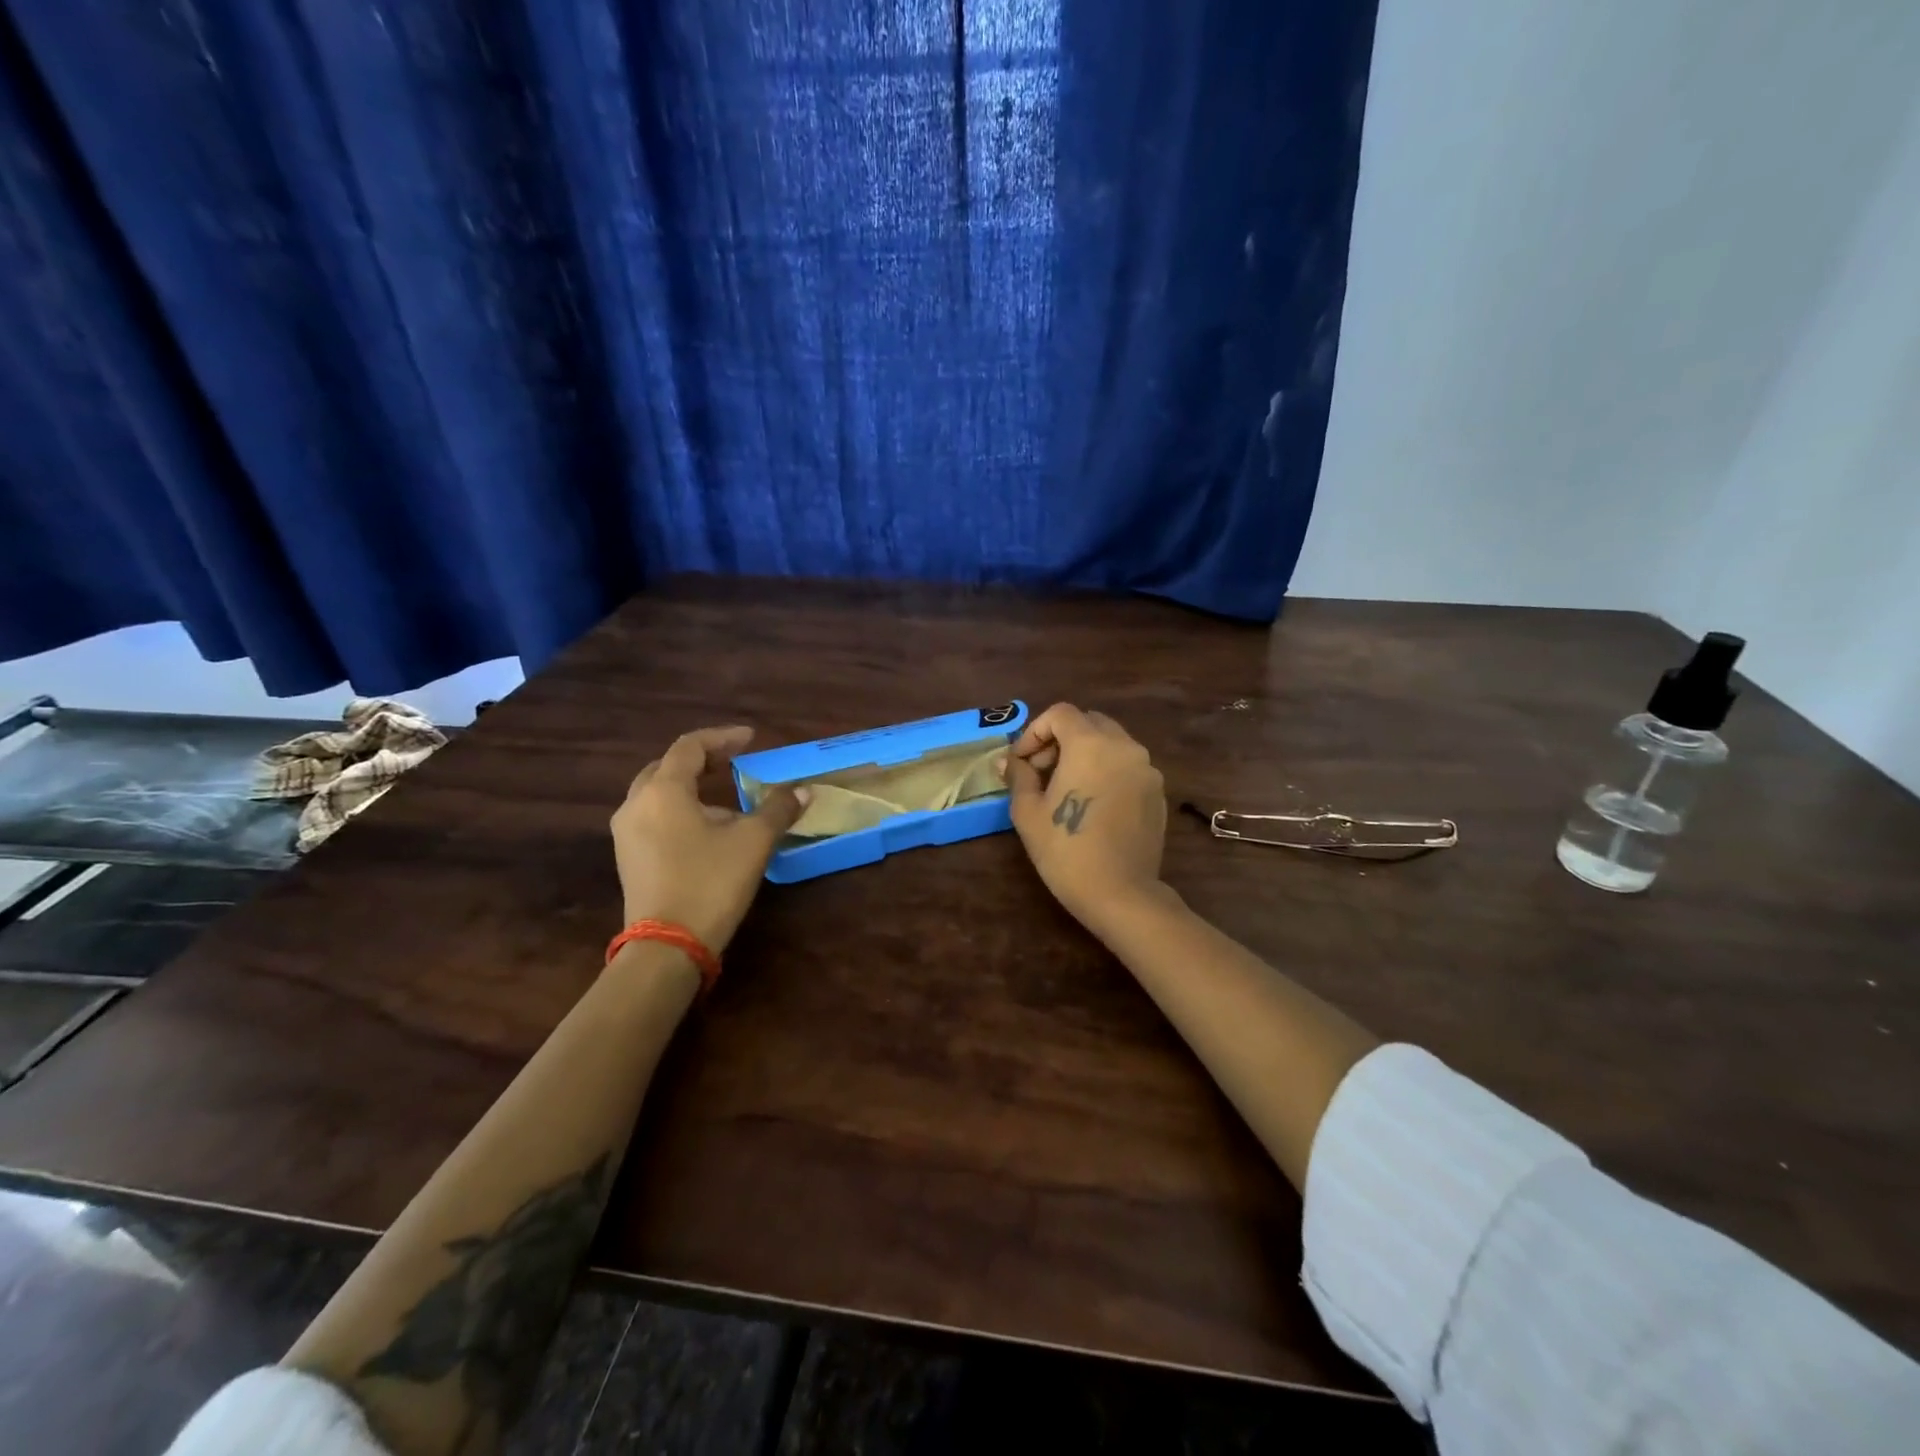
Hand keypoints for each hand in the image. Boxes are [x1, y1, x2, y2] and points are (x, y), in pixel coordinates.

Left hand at [610, 727, 807, 952]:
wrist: (667, 947)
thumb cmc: (710, 883)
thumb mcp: (753, 841)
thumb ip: (778, 808)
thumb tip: (803, 789)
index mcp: (662, 791)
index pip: (690, 747)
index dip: (722, 738)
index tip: (751, 740)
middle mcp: (636, 804)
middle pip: (667, 767)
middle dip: (702, 761)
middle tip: (734, 762)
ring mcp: (627, 834)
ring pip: (658, 794)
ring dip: (691, 787)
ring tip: (727, 797)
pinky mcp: (629, 858)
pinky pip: (654, 818)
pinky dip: (680, 810)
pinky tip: (708, 829)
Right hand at [1001, 704, 1168, 932]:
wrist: (1120, 893)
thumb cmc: (1066, 851)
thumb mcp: (1028, 812)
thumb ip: (1019, 776)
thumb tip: (1009, 760)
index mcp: (1091, 744)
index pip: (1060, 713)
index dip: (1034, 731)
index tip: (1021, 761)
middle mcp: (1124, 747)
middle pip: (1089, 722)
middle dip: (1061, 738)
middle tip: (1041, 771)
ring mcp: (1147, 769)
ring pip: (1112, 743)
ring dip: (1086, 753)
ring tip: (1067, 787)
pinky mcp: (1158, 792)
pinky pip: (1128, 766)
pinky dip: (1107, 771)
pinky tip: (1093, 804)